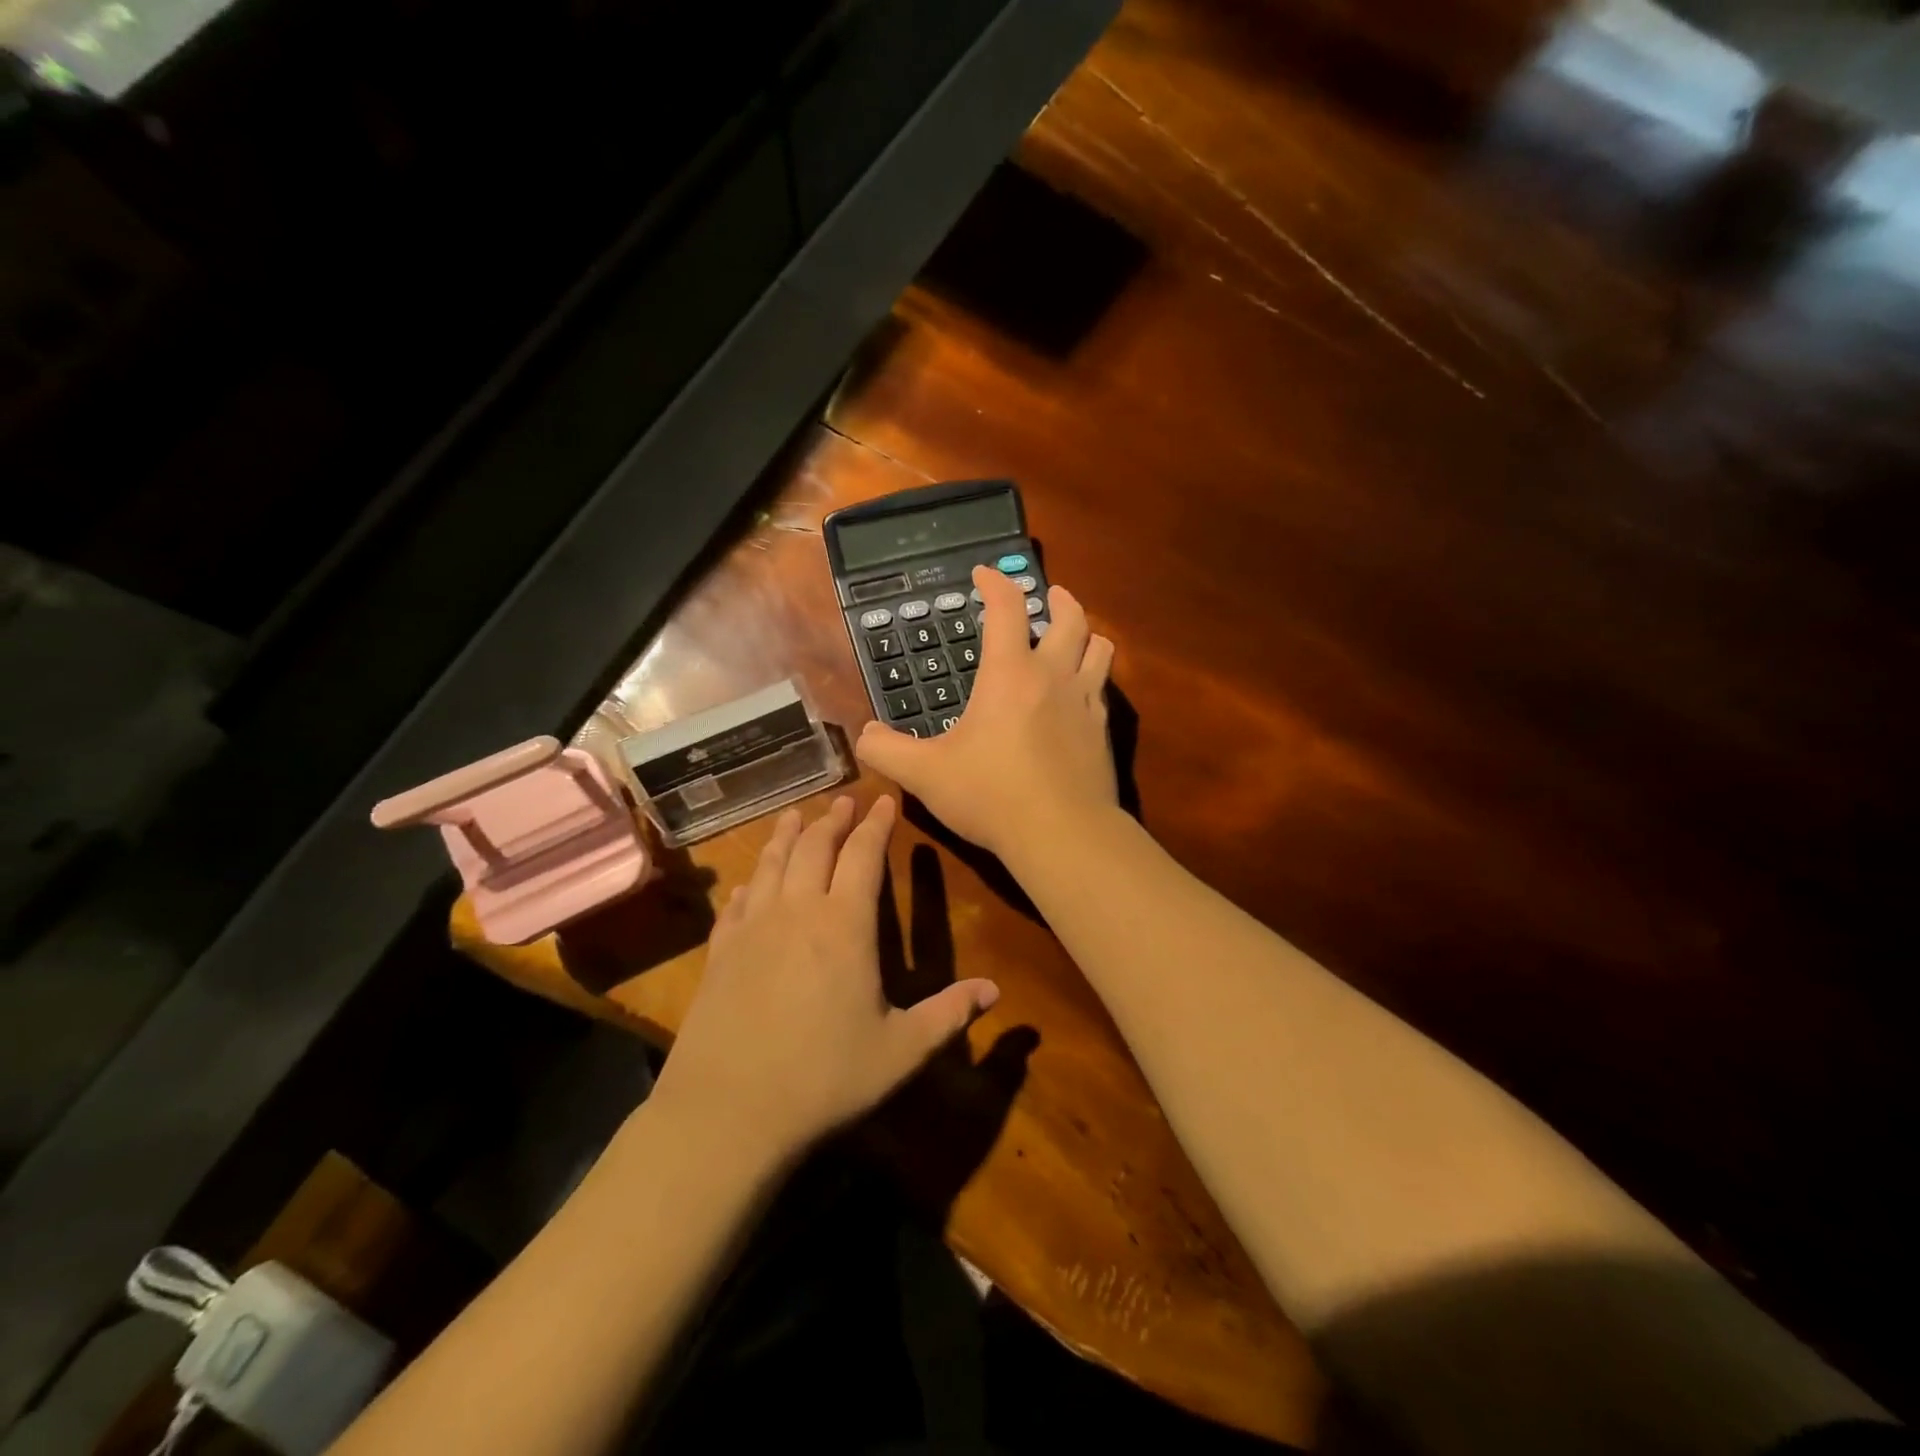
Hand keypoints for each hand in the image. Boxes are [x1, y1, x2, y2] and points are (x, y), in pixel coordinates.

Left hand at [650, 795, 998, 1160]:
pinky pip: (736, 903)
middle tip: (844, 802)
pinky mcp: (720, 952)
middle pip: (814, 848)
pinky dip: (749, 883)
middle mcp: (797, 912)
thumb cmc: (824, 1079)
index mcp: (845, 926)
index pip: (864, 856)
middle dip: (832, 820)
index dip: (876, 825)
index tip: (885, 801)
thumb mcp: (900, 1052)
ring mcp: (752, 929)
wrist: (728, 1112)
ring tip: (794, 816)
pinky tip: (749, 883)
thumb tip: (994, 991)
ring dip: (786, 836)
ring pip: (771, 865)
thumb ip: (948, 1015)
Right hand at [856, 566, 1116, 861]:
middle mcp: (1053, 676)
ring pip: (1099, 648)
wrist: (1062, 833)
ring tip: (1075, 634)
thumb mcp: (925, 774)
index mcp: (1009, 674)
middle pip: (1069, 618)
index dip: (995, 583)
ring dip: (1086, 633)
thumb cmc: (990, 795)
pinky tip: (1083, 693)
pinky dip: (1094, 676)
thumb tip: (864, 735)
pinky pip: (1104, 689)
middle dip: (1058, 599)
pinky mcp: (1103, 732)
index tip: (984, 574)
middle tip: (1049, 595)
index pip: (1006, 609)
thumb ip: (888, 751)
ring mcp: (1085, 703)